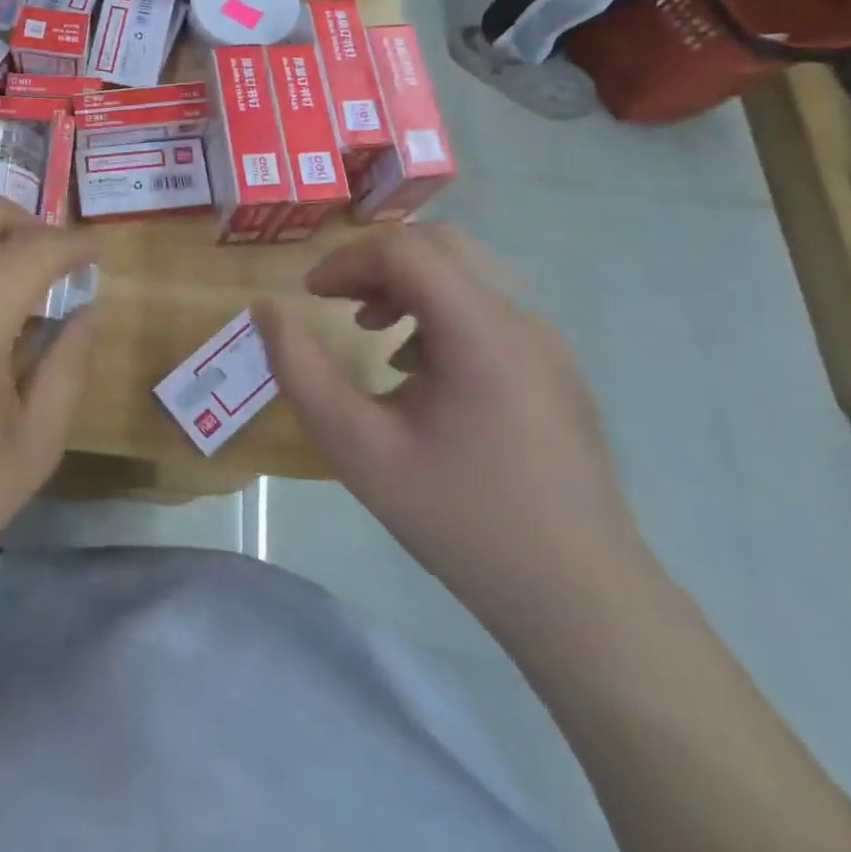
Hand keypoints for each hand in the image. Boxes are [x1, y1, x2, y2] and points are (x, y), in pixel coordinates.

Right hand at [254, 223, 650, 630]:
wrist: (583, 603)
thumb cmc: (462, 521)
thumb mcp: (359, 450)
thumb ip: (302, 373)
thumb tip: (267, 311)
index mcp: (481, 332)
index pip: (405, 250)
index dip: (346, 260)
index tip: (312, 297)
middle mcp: (521, 322)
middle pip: (439, 248)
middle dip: (376, 265)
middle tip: (338, 305)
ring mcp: (547, 346)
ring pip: (465, 277)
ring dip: (407, 289)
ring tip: (371, 336)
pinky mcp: (555, 372)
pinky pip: (487, 314)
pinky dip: (438, 316)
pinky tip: (419, 373)